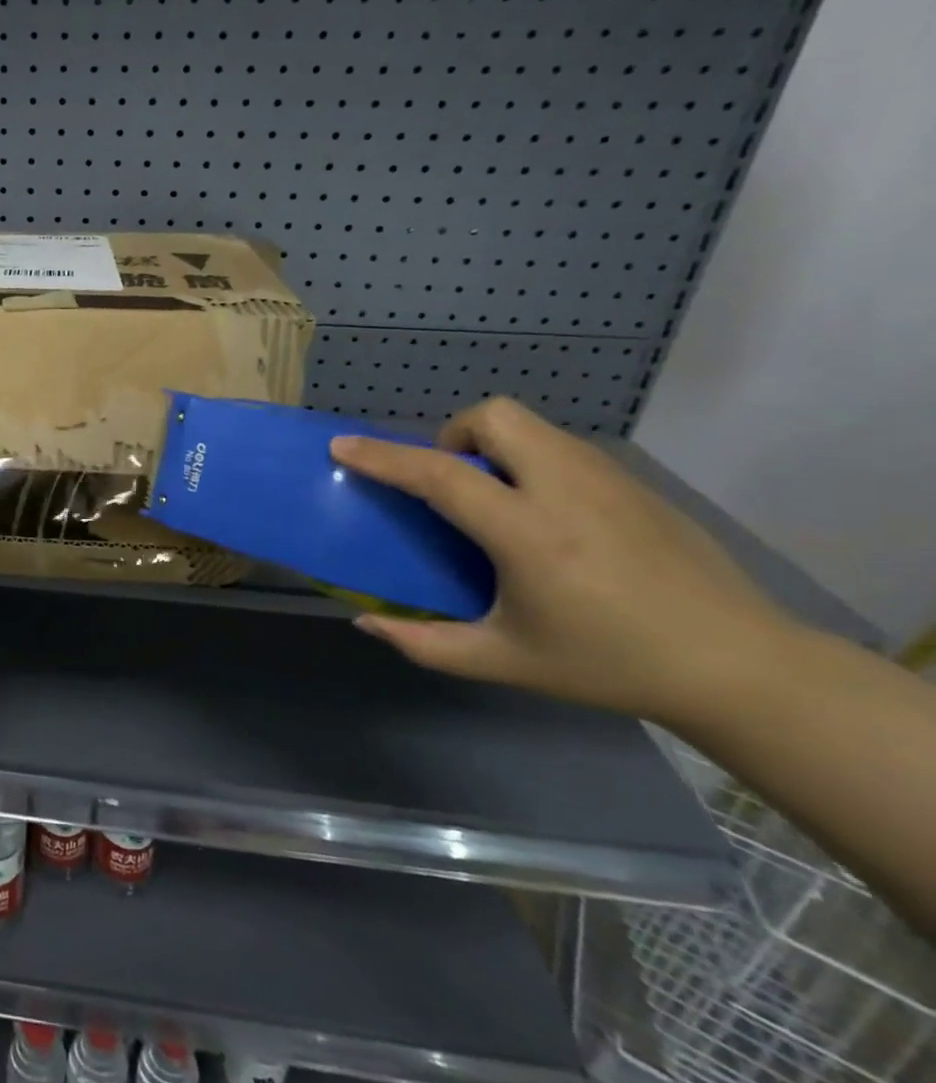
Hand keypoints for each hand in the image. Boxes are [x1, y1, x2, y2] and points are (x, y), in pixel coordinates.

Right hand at [329, 397, 793, 721]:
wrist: (739, 665)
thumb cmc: (609, 664)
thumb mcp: (505, 662)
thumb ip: (425, 644)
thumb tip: (366, 623)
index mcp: (529, 535)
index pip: (441, 475)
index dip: (384, 458)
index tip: (343, 446)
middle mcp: (566, 490)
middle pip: (494, 417)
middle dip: (452, 435)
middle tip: (449, 483)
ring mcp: (608, 479)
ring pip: (531, 424)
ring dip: (491, 445)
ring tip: (493, 498)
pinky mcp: (634, 483)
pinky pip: (561, 446)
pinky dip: (530, 460)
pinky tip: (544, 514)